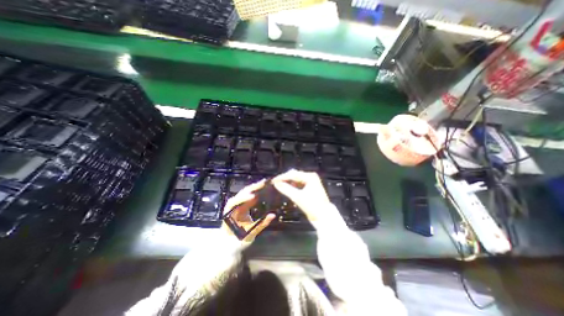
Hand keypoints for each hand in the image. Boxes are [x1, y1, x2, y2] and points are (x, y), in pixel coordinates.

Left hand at [221, 180, 276, 241]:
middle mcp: (233, 205)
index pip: (236, 201)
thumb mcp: (250, 233)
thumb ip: (261, 224)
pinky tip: (261, 187)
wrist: (230, 243)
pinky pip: (249, 195)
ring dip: (254, 187)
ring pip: (245, 192)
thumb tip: (273, 215)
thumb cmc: (237, 239)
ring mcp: (238, 203)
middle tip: (264, 183)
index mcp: (231, 212)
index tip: (253, 196)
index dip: (244, 198)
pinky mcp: (242, 204)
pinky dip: (255, 190)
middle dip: (252, 187)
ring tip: (264, 183)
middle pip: (242, 193)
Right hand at [273, 169, 333, 223]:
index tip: (273, 181)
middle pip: (294, 175)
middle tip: (276, 183)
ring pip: (296, 179)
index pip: (293, 174)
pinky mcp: (310, 186)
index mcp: (309, 176)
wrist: (324, 216)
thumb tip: (276, 184)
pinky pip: (299, 183)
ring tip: (280, 185)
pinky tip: (288, 188)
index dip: (282, 177)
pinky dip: (293, 185)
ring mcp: (311, 181)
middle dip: (285, 178)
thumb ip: (286, 189)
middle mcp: (311, 176)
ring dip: (288, 182)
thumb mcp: (297, 197)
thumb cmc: (312, 205)